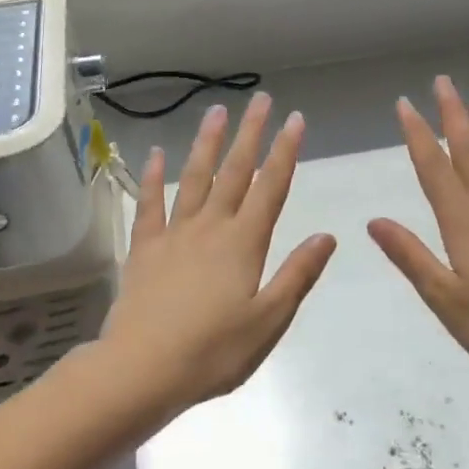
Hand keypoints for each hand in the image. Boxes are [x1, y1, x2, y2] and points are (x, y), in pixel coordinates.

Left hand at [101, 94, 336, 416]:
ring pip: (194, 177)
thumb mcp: (268, 320)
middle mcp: (211, 227)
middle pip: (235, 171)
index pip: (271, 187)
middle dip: (251, 133)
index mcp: (244, 243)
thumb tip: (327, 236)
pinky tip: (155, 154)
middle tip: (261, 99)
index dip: (285, 151)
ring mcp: (174, 233)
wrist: (142, 370)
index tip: (295, 119)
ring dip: (207, 143)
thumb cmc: (213, 351)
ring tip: (216, 110)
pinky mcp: (144, 247)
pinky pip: (149, 203)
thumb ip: (297, 275)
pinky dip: (153, 177)